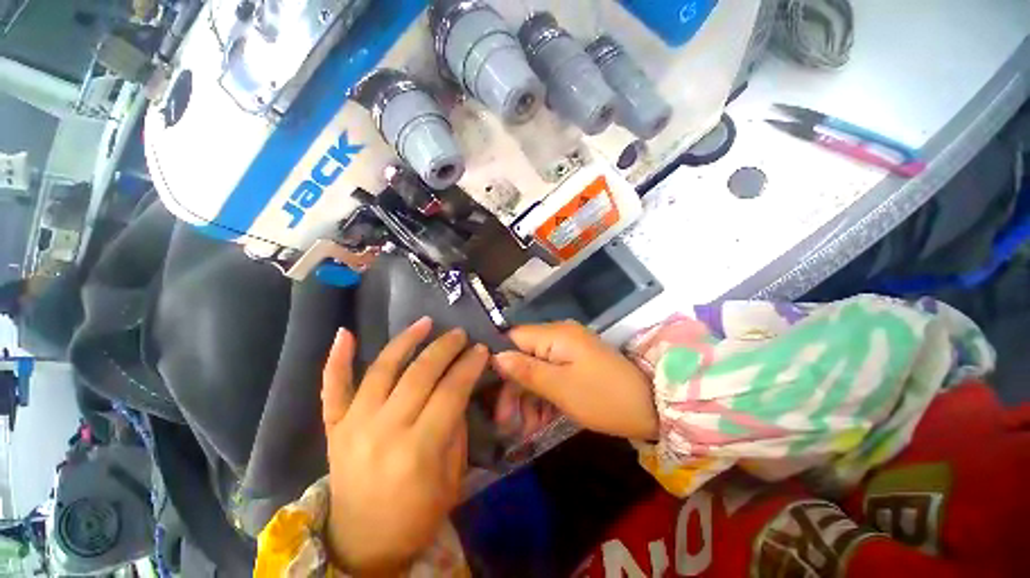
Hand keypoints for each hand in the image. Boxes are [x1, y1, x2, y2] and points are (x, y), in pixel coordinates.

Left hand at [321, 318, 487, 574]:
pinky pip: (332, 388)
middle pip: (420, 374)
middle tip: (460, 334)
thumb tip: (457, 389)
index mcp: (418, 450)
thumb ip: (455, 429)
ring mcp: (353, 425)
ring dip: (406, 340)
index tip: (481, 349)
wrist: (361, 544)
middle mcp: (384, 430)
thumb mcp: (451, 478)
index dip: (469, 366)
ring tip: (426, 322)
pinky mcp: (334, 427)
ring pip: (382, 369)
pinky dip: (336, 359)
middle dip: (445, 348)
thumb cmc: (416, 516)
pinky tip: (344, 333)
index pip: (451, 391)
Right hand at [492, 321, 658, 439]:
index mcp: (555, 334)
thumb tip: (496, 356)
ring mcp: (569, 350)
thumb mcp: (560, 388)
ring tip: (525, 428)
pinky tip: (540, 420)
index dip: (499, 360)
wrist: (651, 407)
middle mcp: (559, 336)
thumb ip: (526, 370)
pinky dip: (544, 396)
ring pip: (536, 368)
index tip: (488, 389)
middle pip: (523, 355)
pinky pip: (551, 374)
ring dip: (528, 397)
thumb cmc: (603, 397)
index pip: (514, 338)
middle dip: (513, 387)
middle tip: (504, 421)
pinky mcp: (575, 364)